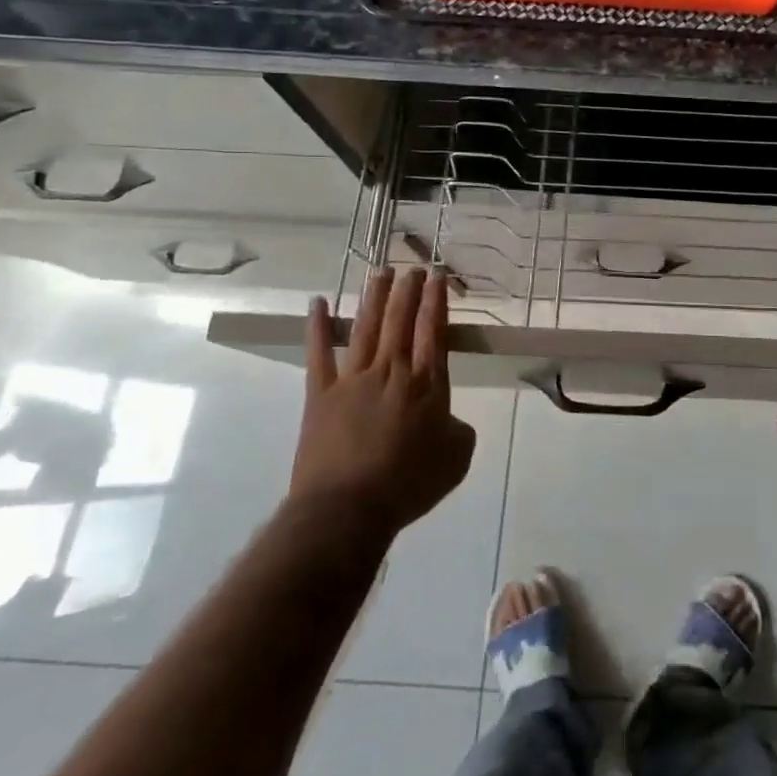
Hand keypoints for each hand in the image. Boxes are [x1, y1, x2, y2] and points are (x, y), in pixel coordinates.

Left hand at [292, 268, 474, 540]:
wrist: (347, 508)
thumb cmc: (409, 484)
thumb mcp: (456, 458)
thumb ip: (458, 429)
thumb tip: (448, 419)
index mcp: (427, 384)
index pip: (434, 330)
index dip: (436, 301)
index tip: (438, 276)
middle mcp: (392, 371)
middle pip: (401, 320)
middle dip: (408, 290)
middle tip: (413, 267)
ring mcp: (353, 379)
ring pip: (367, 327)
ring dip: (375, 297)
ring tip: (381, 271)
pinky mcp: (321, 394)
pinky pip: (319, 354)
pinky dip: (318, 327)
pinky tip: (318, 303)